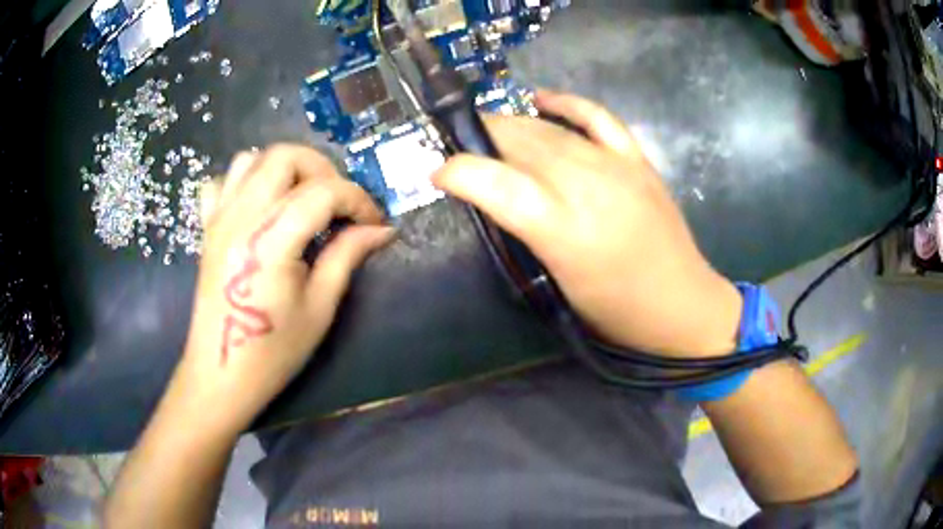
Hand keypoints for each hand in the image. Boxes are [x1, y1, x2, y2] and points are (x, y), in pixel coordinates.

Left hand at [168, 145, 393, 435]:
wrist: (221, 373)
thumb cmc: (273, 352)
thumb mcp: (319, 308)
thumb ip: (347, 256)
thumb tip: (381, 230)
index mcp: (269, 241)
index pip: (323, 192)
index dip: (358, 200)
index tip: (374, 223)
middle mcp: (240, 217)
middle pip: (285, 156)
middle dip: (322, 169)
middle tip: (338, 203)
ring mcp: (218, 218)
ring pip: (251, 159)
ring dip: (284, 169)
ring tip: (302, 199)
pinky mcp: (207, 227)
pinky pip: (223, 181)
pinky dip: (246, 181)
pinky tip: (260, 206)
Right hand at [433, 90, 741, 357]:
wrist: (682, 304)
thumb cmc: (616, 311)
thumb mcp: (558, 286)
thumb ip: (524, 237)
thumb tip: (495, 201)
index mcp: (562, 230)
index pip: (495, 183)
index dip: (458, 172)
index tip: (438, 175)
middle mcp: (586, 187)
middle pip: (519, 144)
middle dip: (480, 140)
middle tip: (460, 148)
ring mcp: (615, 166)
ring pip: (549, 130)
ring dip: (511, 125)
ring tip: (488, 130)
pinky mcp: (636, 159)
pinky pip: (596, 116)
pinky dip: (566, 102)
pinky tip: (541, 98)